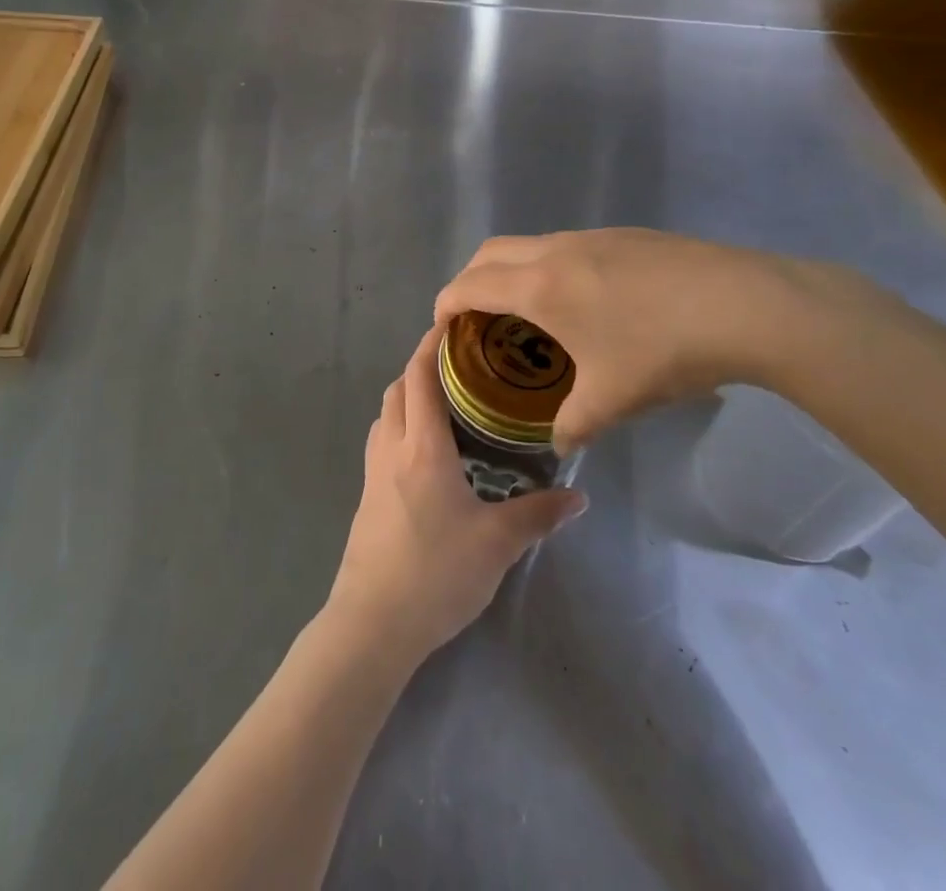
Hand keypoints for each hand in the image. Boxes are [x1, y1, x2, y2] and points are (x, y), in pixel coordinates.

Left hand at [327, 326, 586, 665]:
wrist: (373, 622)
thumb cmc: (436, 572)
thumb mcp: (497, 543)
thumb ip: (538, 514)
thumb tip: (578, 496)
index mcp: (422, 446)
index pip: (421, 376)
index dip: (432, 344)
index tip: (452, 322)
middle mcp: (392, 447)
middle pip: (398, 388)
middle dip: (422, 367)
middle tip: (461, 365)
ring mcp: (373, 472)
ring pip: (386, 414)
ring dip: (408, 397)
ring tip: (447, 404)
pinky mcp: (367, 497)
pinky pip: (382, 442)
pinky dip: (401, 427)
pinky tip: (427, 454)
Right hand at [435, 228, 821, 453]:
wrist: (744, 304)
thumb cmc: (663, 351)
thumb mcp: (612, 401)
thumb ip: (574, 425)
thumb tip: (560, 446)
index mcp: (539, 286)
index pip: (470, 284)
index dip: (446, 303)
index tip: (442, 328)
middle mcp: (555, 251)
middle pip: (490, 252)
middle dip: (470, 280)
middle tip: (477, 318)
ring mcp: (592, 237)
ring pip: (529, 244)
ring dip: (512, 271)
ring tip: (529, 312)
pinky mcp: (625, 235)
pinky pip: (565, 245)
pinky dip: (549, 267)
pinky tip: (586, 302)